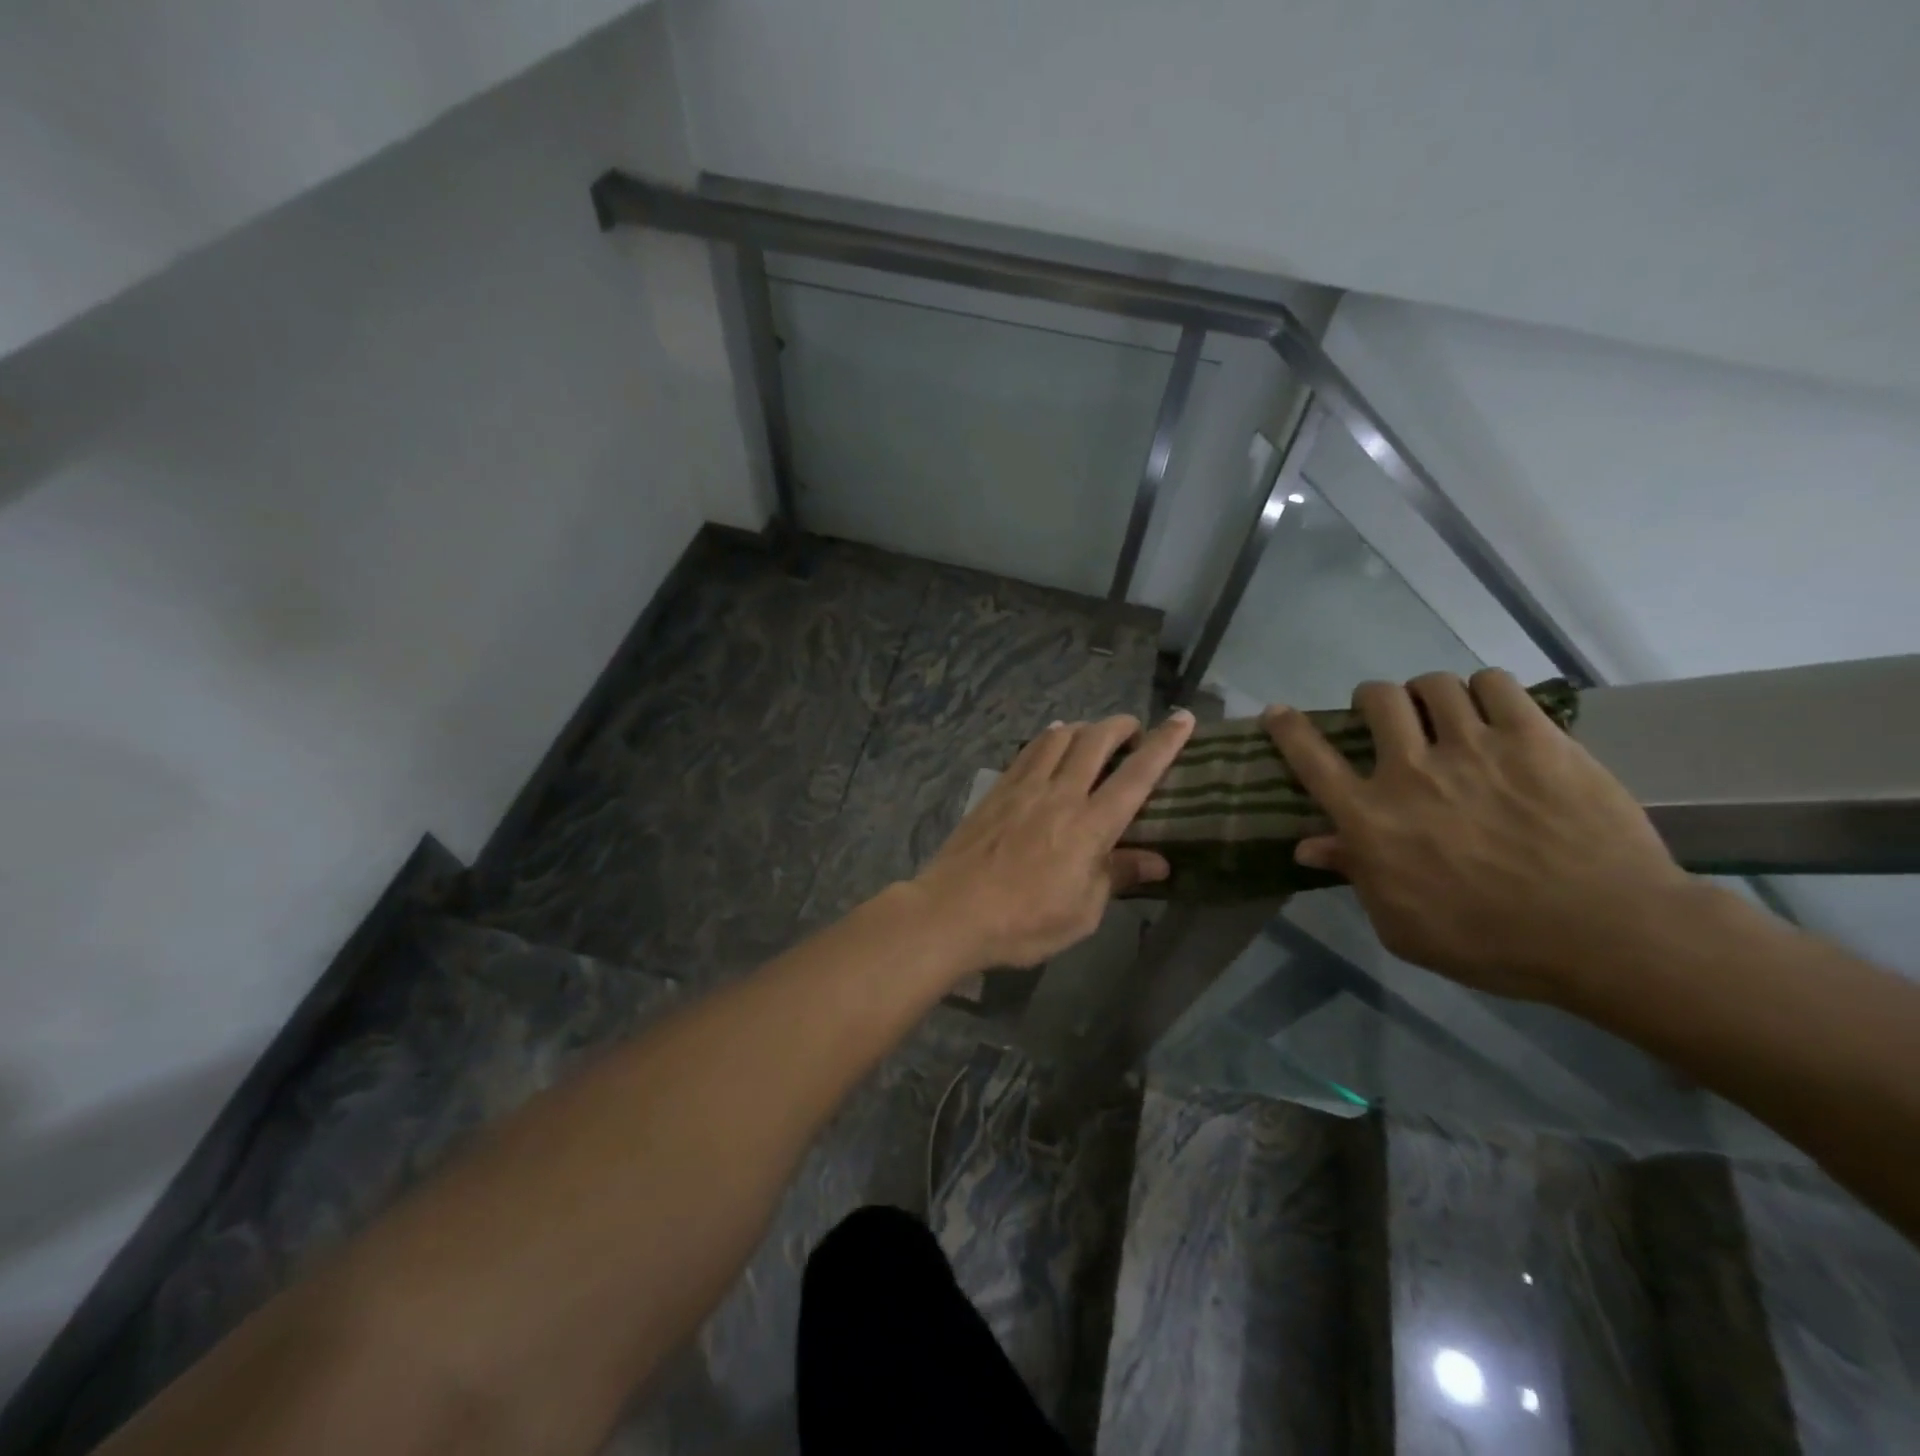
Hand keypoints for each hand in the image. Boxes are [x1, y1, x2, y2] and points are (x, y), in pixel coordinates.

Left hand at [914, 710, 1196, 970]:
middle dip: (1122, 726)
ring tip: (1094, 736)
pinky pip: (1029, 750)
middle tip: (1134, 731)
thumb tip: (1158, 861)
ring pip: (1060, 737)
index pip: (1137, 776)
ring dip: (1085, 727)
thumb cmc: (1023, 923)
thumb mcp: (1081, 913)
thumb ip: (1117, 876)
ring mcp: (1024, 787)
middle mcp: (1060, 795)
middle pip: (1096, 741)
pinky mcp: (997, 789)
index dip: (1164, 744)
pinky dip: (1049, 737)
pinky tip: (1052, 740)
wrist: (952, 912)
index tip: (1182, 718)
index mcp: (1090, 826)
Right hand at [1265, 670, 1692, 1002]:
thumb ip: (1355, 876)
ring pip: (1434, 684)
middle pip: (1376, 700)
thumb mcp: (1402, 925)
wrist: (1607, 935)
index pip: (1311, 759)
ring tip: (1445, 712)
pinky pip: (1495, 684)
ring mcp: (1475, 748)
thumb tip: (1308, 846)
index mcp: (1372, 819)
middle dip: (1373, 700)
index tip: (1277, 712)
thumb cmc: (1491, 942)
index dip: (1287, 729)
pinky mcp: (1535, 738)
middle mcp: (1411, 772)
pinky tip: (1493, 710)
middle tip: (1388, 717)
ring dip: (1429, 694)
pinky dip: (1485, 689)